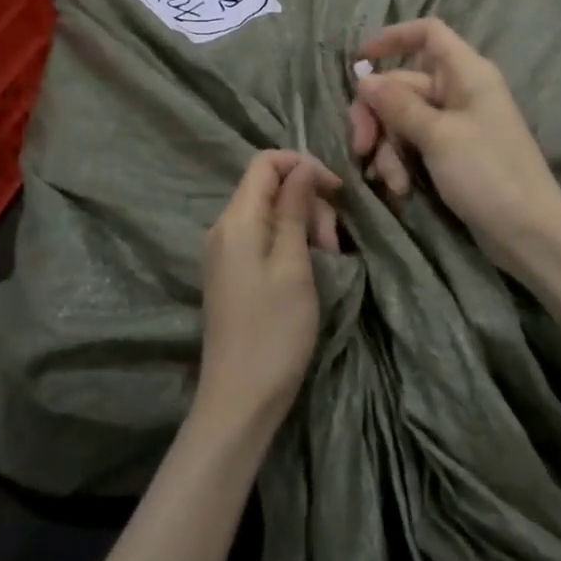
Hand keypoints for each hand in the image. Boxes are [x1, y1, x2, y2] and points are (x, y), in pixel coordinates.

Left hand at [196, 151, 341, 431]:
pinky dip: (289, 241)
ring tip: (328, 257)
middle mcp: (224, 227)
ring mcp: (224, 251)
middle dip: (308, 201)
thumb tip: (302, 168)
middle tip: (334, 241)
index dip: (303, 165)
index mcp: (236, 219)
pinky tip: (308, 267)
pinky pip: (262, 237)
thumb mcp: (293, 264)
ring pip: (269, 213)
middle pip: (269, 187)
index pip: (265, 162)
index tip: (337, 190)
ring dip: (303, 223)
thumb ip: (294, 209)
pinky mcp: (231, 273)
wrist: (239, 398)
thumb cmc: (274, 330)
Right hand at [347, 18, 560, 276]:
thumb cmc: (488, 173)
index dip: (393, 38)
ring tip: (390, 181)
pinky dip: (402, 162)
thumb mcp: (438, 136)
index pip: (428, 34)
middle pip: (403, 85)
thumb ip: (398, 104)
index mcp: (466, 74)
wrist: (529, 233)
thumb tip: (365, 79)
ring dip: (389, 148)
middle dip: (378, 116)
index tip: (359, 60)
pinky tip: (399, 189)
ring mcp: (456, 124)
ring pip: (403, 120)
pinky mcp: (452, 153)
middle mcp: (460, 91)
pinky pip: (415, 144)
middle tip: (361, 147)